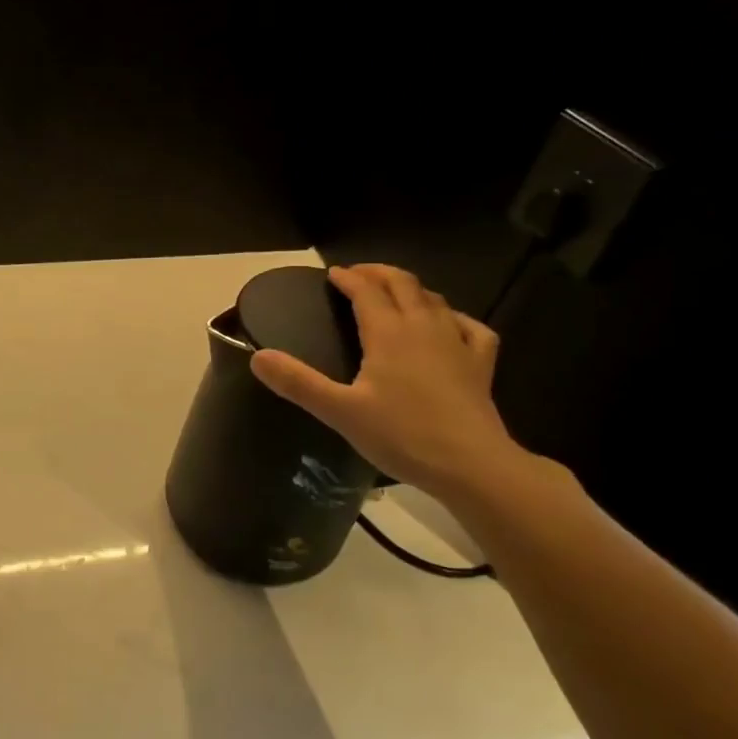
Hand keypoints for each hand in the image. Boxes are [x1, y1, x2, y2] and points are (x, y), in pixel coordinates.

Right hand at [251, 264, 521, 500]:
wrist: (471, 465)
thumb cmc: (402, 435)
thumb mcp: (340, 412)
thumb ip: (298, 382)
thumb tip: (257, 357)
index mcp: (388, 333)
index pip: (366, 290)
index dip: (347, 278)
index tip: (331, 275)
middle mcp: (423, 326)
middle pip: (403, 283)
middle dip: (378, 273)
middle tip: (358, 275)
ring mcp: (457, 342)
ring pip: (434, 299)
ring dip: (411, 289)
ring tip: (394, 294)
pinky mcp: (480, 364)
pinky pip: (470, 326)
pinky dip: (454, 317)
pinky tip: (449, 325)